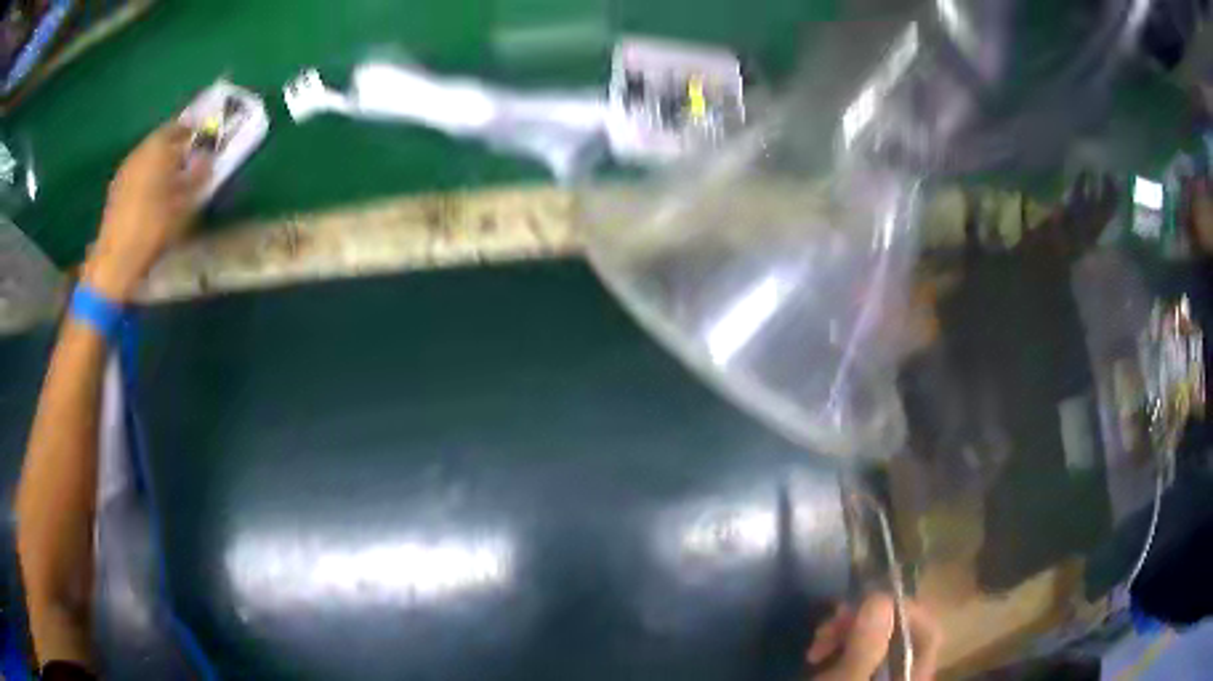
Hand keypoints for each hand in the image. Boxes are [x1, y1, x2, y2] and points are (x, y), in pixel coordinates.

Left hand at [82, 123, 209, 301]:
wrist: (115, 260)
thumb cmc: (152, 228)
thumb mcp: (182, 205)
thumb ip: (196, 177)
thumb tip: (207, 159)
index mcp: (156, 148)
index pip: (177, 127)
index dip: (190, 131)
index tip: (201, 138)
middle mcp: (139, 152)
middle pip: (159, 142)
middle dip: (173, 148)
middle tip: (187, 159)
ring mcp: (124, 171)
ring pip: (146, 158)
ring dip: (159, 164)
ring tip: (171, 179)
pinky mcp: (115, 191)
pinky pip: (136, 174)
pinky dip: (146, 178)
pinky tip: (152, 195)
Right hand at [806, 594, 940, 680]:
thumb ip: (866, 648)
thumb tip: (881, 599)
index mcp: (911, 679)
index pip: (928, 634)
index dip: (904, 612)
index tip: (866, 605)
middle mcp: (903, 676)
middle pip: (901, 633)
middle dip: (865, 621)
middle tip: (830, 624)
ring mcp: (881, 677)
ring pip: (877, 638)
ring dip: (847, 631)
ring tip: (817, 642)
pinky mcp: (861, 677)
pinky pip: (859, 650)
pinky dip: (839, 644)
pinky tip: (817, 653)